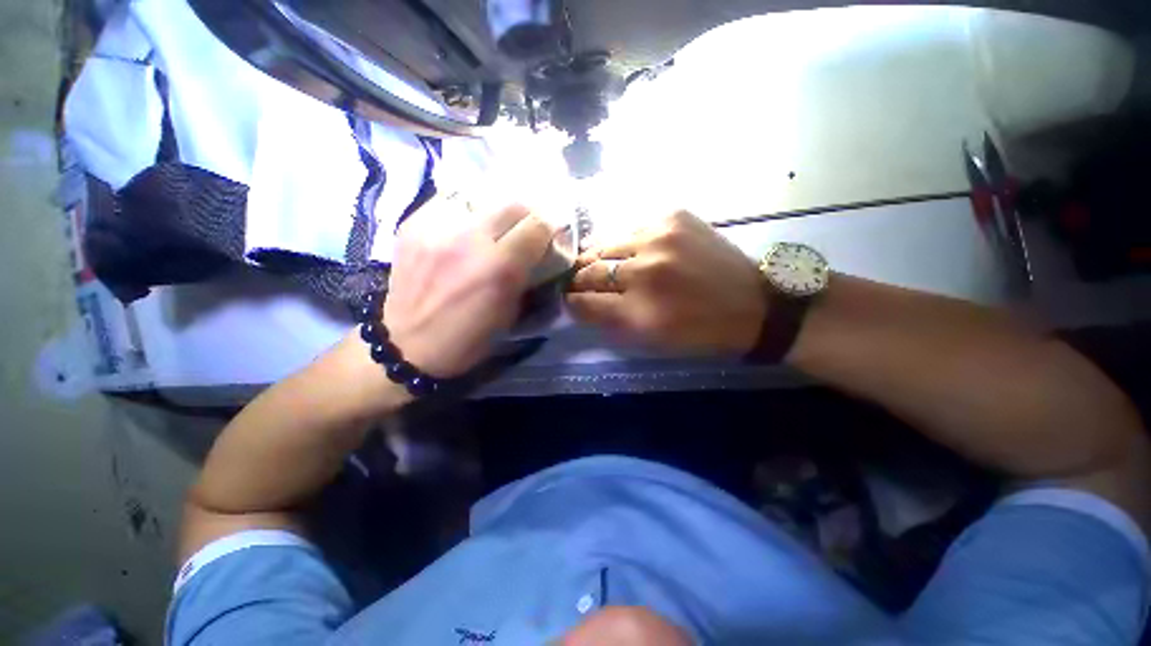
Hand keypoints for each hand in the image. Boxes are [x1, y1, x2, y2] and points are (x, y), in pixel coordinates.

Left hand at [384, 195, 554, 376]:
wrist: (406, 345)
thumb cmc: (467, 339)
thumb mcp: (510, 315)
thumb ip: (527, 278)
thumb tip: (537, 254)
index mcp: (500, 268)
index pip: (538, 226)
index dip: (548, 231)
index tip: (547, 240)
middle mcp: (470, 240)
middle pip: (512, 205)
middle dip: (526, 217)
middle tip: (524, 232)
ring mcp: (437, 228)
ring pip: (481, 199)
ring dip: (495, 214)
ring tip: (492, 230)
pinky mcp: (413, 225)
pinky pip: (449, 203)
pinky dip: (464, 214)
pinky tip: (463, 230)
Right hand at [567, 210, 764, 354]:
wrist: (753, 305)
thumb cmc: (698, 332)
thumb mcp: (649, 341)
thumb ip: (609, 321)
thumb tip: (580, 302)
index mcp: (639, 311)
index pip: (583, 302)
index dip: (572, 302)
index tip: (570, 300)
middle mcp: (645, 271)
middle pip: (591, 269)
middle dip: (580, 278)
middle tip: (579, 281)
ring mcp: (660, 236)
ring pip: (606, 244)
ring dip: (599, 258)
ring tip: (600, 264)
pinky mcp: (674, 215)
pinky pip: (632, 228)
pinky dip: (626, 243)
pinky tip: (632, 252)